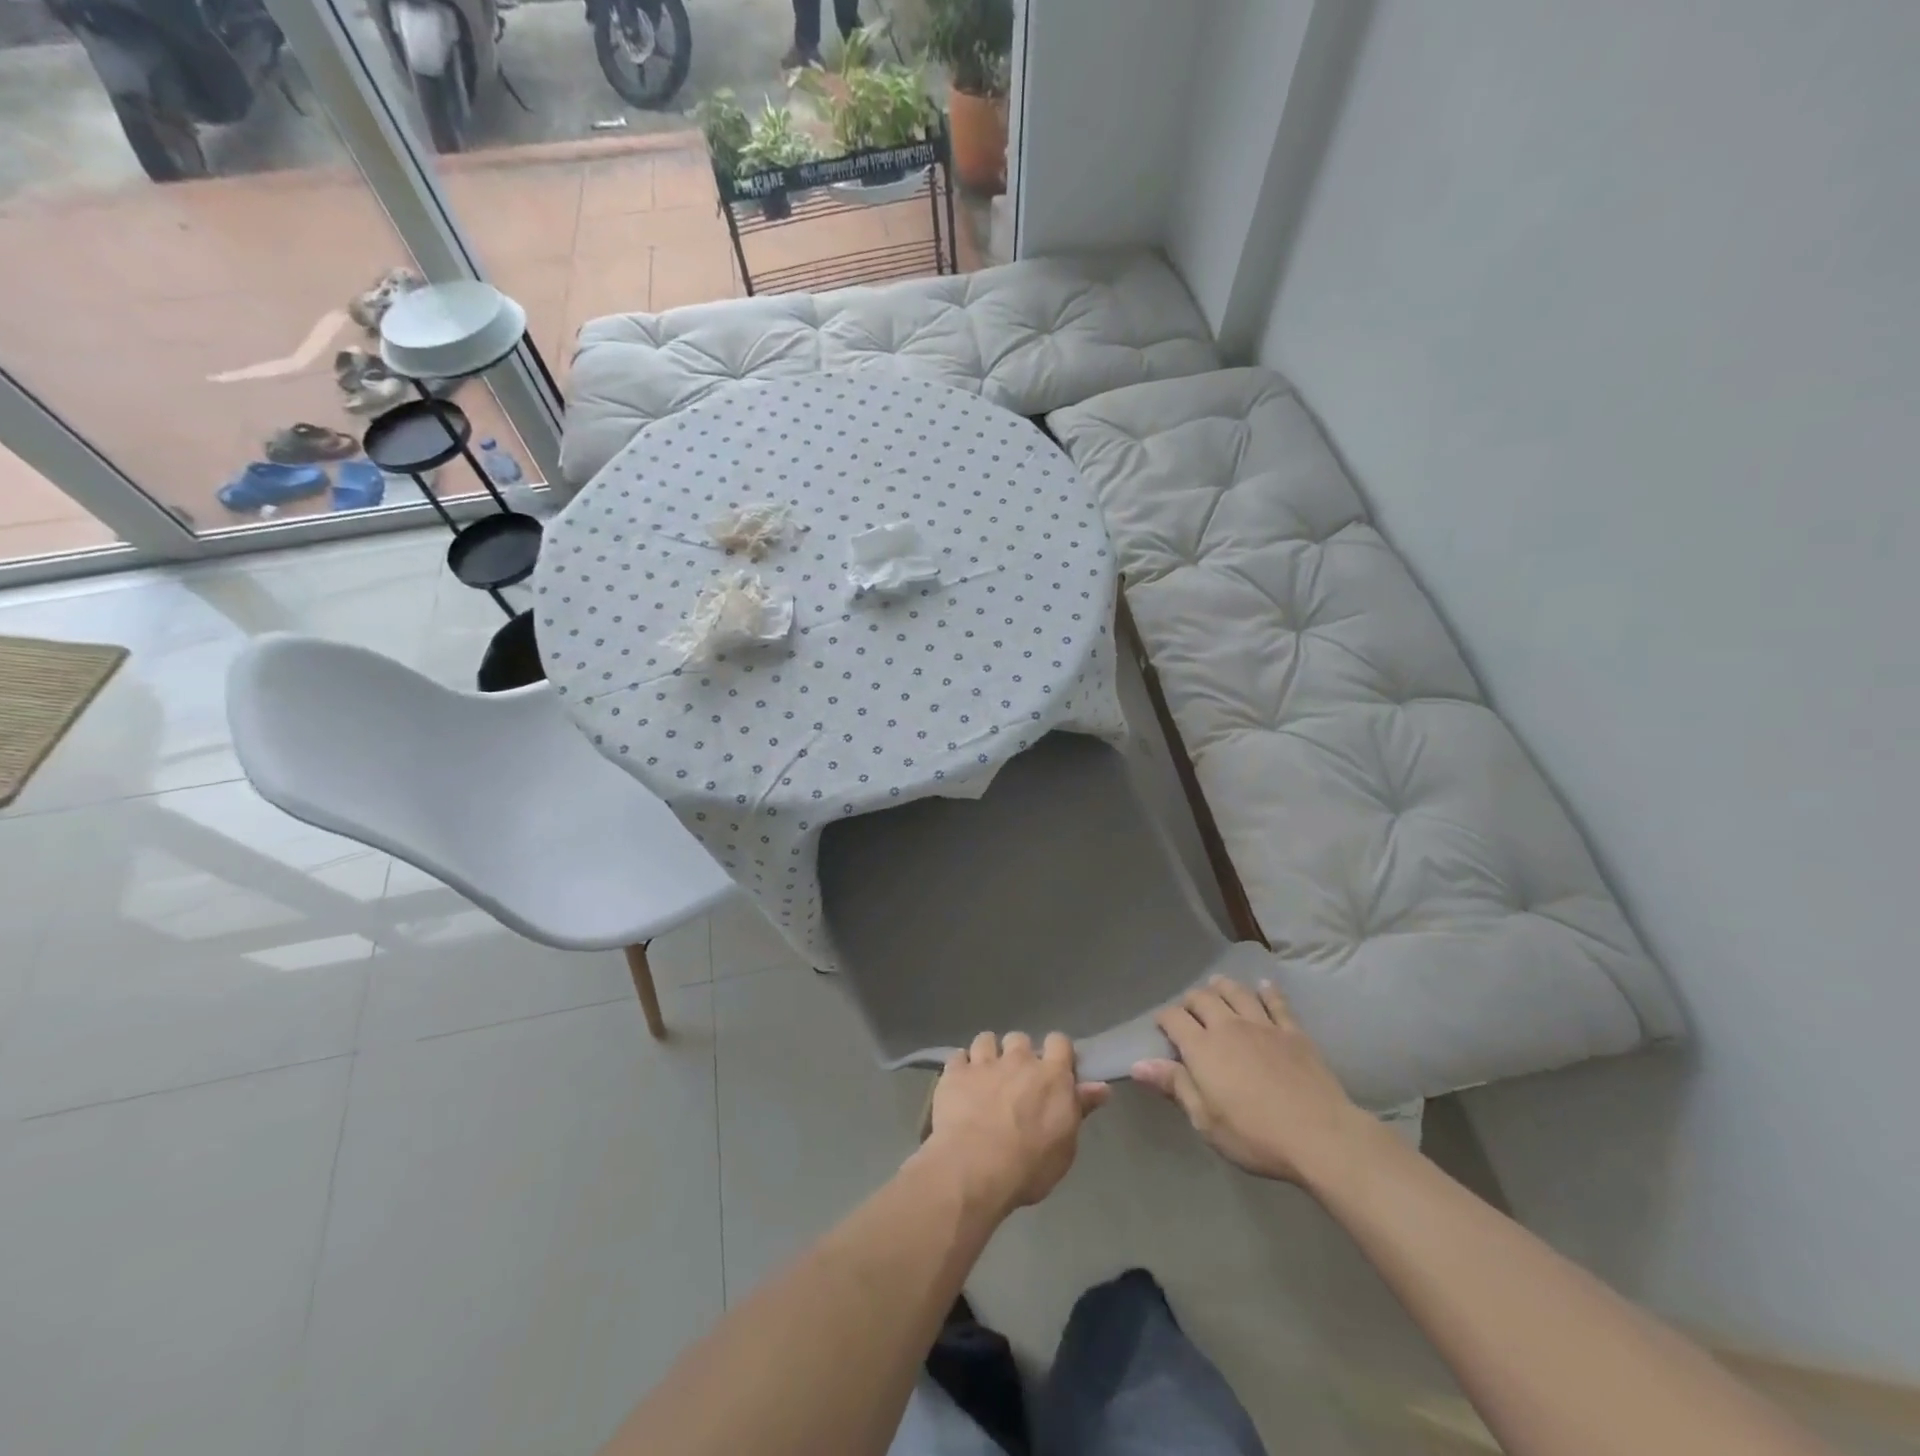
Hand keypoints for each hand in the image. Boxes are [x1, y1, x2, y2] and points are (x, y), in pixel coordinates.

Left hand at [920, 1032, 1109, 1217]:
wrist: (974, 1168)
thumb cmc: (1029, 1166)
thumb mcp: (1065, 1146)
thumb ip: (1079, 1109)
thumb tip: (1101, 1087)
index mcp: (1051, 1075)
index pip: (1059, 1042)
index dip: (1057, 1052)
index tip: (1055, 1069)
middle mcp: (1018, 1060)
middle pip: (1019, 1039)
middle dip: (1018, 1054)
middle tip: (1016, 1080)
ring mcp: (984, 1063)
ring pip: (986, 1039)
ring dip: (988, 1054)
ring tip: (985, 1076)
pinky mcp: (955, 1072)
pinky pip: (957, 1056)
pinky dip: (960, 1067)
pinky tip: (959, 1083)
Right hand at [1132, 976, 1368, 1184]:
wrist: (1320, 1136)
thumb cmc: (1255, 1135)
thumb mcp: (1206, 1121)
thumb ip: (1174, 1086)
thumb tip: (1138, 1064)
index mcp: (1202, 1048)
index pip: (1173, 1019)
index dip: (1163, 1019)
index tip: (1161, 1027)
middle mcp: (1228, 1026)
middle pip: (1202, 998)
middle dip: (1190, 1000)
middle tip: (1188, 1010)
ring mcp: (1263, 1025)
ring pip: (1236, 992)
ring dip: (1222, 986)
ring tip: (1216, 985)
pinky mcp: (1293, 1032)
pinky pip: (1277, 1003)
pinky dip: (1268, 991)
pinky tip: (1264, 986)